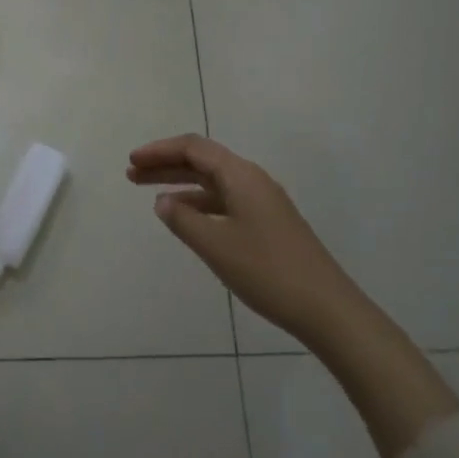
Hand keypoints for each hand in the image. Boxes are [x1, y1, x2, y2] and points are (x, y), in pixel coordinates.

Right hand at [128, 134, 350, 343]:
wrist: (327, 309)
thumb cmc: (267, 271)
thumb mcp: (216, 246)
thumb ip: (183, 220)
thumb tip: (162, 202)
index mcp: (241, 176)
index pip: (193, 148)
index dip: (159, 151)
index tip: (132, 161)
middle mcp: (252, 180)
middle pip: (202, 161)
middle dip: (166, 165)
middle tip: (132, 175)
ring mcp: (263, 202)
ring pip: (213, 181)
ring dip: (181, 184)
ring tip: (150, 196)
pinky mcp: (268, 223)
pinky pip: (225, 200)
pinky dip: (200, 203)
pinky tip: (186, 219)